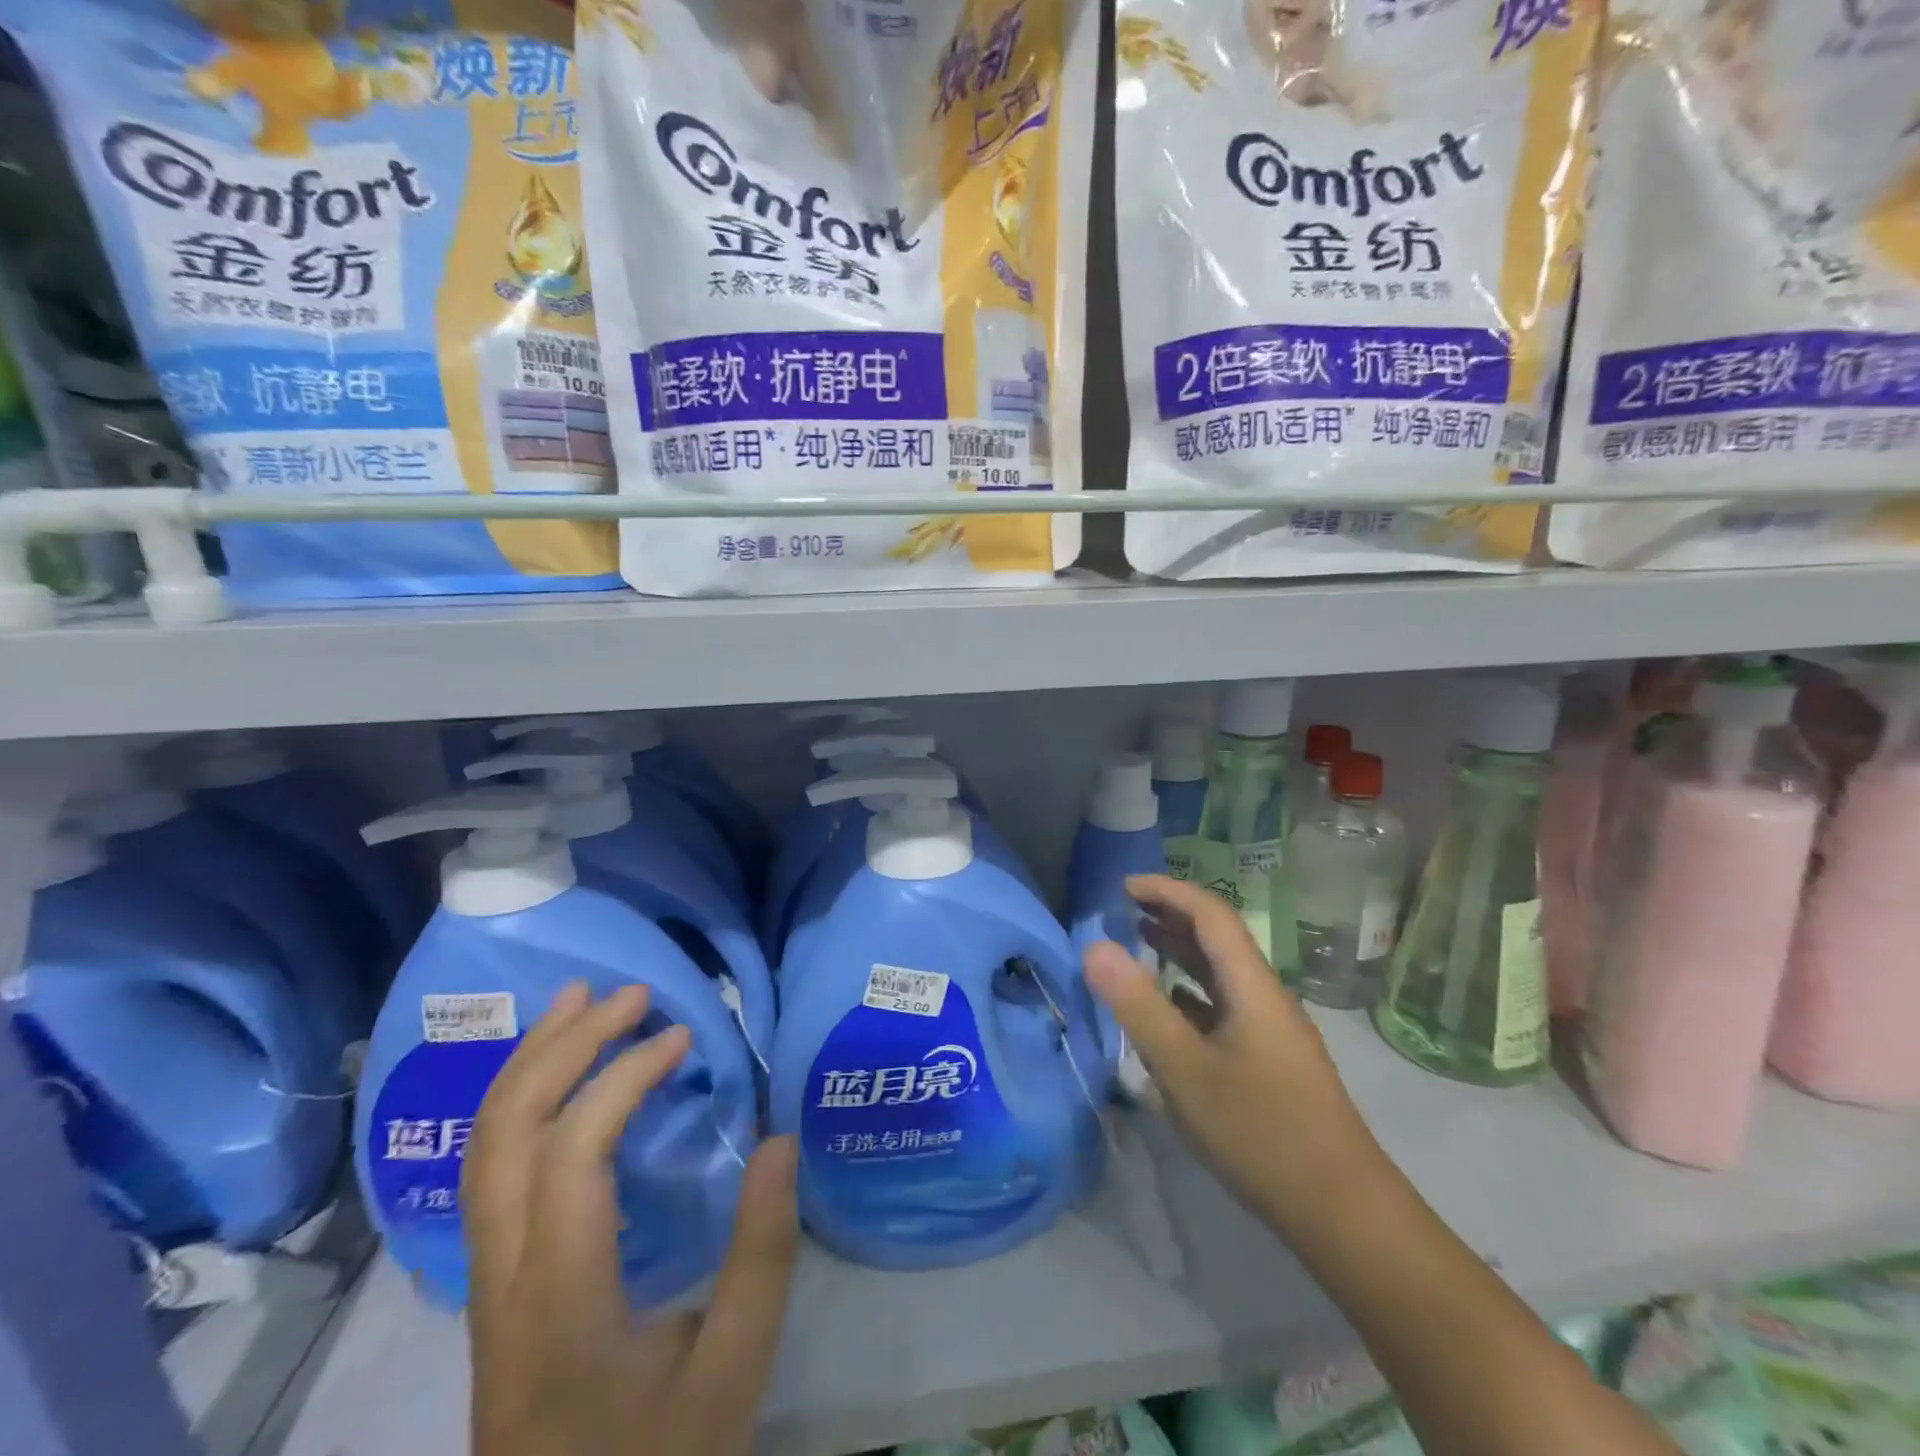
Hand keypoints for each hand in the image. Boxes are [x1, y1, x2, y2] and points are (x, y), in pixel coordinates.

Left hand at [463, 983, 799, 1455]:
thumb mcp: (732, 1370)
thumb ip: (763, 1254)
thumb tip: (780, 1139)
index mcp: (560, 1299)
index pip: (573, 1152)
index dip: (625, 1076)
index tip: (684, 1038)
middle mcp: (504, 1276)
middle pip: (507, 1132)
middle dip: (566, 1045)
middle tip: (630, 993)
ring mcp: (487, 1280)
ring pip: (484, 1147)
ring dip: (531, 1061)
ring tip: (579, 1001)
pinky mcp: (495, 1284)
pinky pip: (490, 1169)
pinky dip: (521, 1099)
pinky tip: (555, 1075)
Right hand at [1082, 875, 1384, 1238]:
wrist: (1342, 1212)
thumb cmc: (1261, 1133)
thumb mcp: (1185, 1069)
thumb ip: (1139, 1006)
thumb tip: (1095, 947)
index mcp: (1251, 986)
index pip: (1210, 914)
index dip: (1167, 890)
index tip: (1123, 887)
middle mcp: (1264, 996)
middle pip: (1218, 938)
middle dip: (1171, 915)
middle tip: (1124, 910)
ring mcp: (1270, 1030)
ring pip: (1221, 973)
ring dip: (1181, 951)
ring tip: (1139, 943)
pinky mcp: (1269, 1060)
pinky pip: (1223, 1006)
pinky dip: (1190, 992)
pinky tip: (1170, 1008)